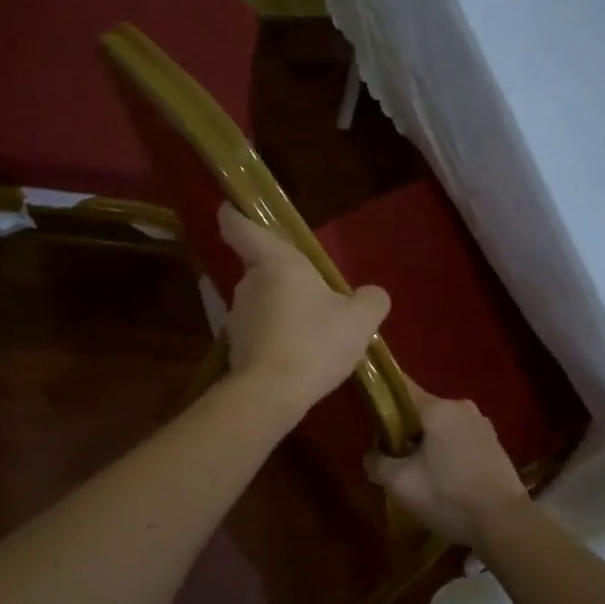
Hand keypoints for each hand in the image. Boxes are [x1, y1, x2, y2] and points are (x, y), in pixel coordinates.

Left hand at [218, 204, 390, 420]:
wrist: (271, 395)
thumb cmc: (314, 342)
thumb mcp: (360, 320)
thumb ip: (370, 301)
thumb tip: (372, 295)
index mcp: (275, 262)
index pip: (240, 227)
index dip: (235, 215)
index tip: (232, 208)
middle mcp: (248, 283)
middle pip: (262, 270)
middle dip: (285, 280)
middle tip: (317, 298)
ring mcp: (237, 317)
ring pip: (263, 304)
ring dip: (283, 313)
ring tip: (314, 336)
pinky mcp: (236, 349)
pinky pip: (260, 334)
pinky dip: (276, 340)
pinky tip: (300, 360)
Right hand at [365, 379, 529, 547]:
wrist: (504, 524)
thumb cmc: (448, 496)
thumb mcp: (400, 483)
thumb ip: (377, 462)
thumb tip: (372, 454)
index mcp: (438, 408)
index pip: (401, 389)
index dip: (383, 402)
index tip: (371, 421)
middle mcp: (462, 407)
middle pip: (421, 412)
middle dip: (405, 432)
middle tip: (394, 461)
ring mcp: (483, 425)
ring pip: (442, 428)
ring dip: (427, 445)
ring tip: (419, 475)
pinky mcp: (495, 445)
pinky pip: (460, 441)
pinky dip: (447, 454)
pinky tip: (444, 480)